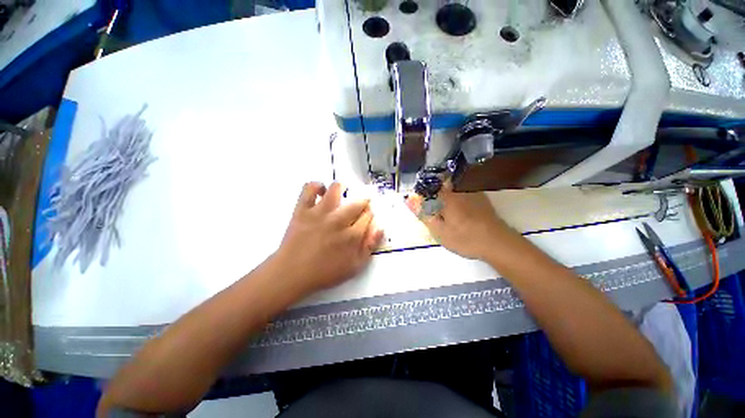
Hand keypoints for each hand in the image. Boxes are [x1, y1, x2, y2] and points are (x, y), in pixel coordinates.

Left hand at [276, 182, 383, 292]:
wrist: (291, 273)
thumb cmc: (324, 272)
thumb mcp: (354, 267)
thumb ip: (369, 246)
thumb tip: (380, 228)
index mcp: (352, 235)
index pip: (368, 215)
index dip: (370, 214)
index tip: (367, 215)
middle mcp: (338, 220)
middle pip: (357, 202)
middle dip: (363, 201)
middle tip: (359, 205)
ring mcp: (319, 213)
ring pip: (336, 189)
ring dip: (342, 188)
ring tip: (342, 193)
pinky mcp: (302, 209)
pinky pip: (309, 189)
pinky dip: (316, 186)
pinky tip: (320, 192)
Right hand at [406, 183, 510, 259]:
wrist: (498, 244)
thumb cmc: (465, 238)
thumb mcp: (439, 231)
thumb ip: (423, 214)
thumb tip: (408, 200)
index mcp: (447, 196)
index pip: (428, 184)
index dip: (420, 190)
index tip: (417, 199)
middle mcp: (459, 189)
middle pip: (439, 183)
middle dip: (432, 192)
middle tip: (430, 209)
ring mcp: (471, 191)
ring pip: (451, 187)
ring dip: (443, 194)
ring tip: (442, 210)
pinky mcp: (479, 197)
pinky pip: (461, 191)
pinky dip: (454, 197)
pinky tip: (456, 210)